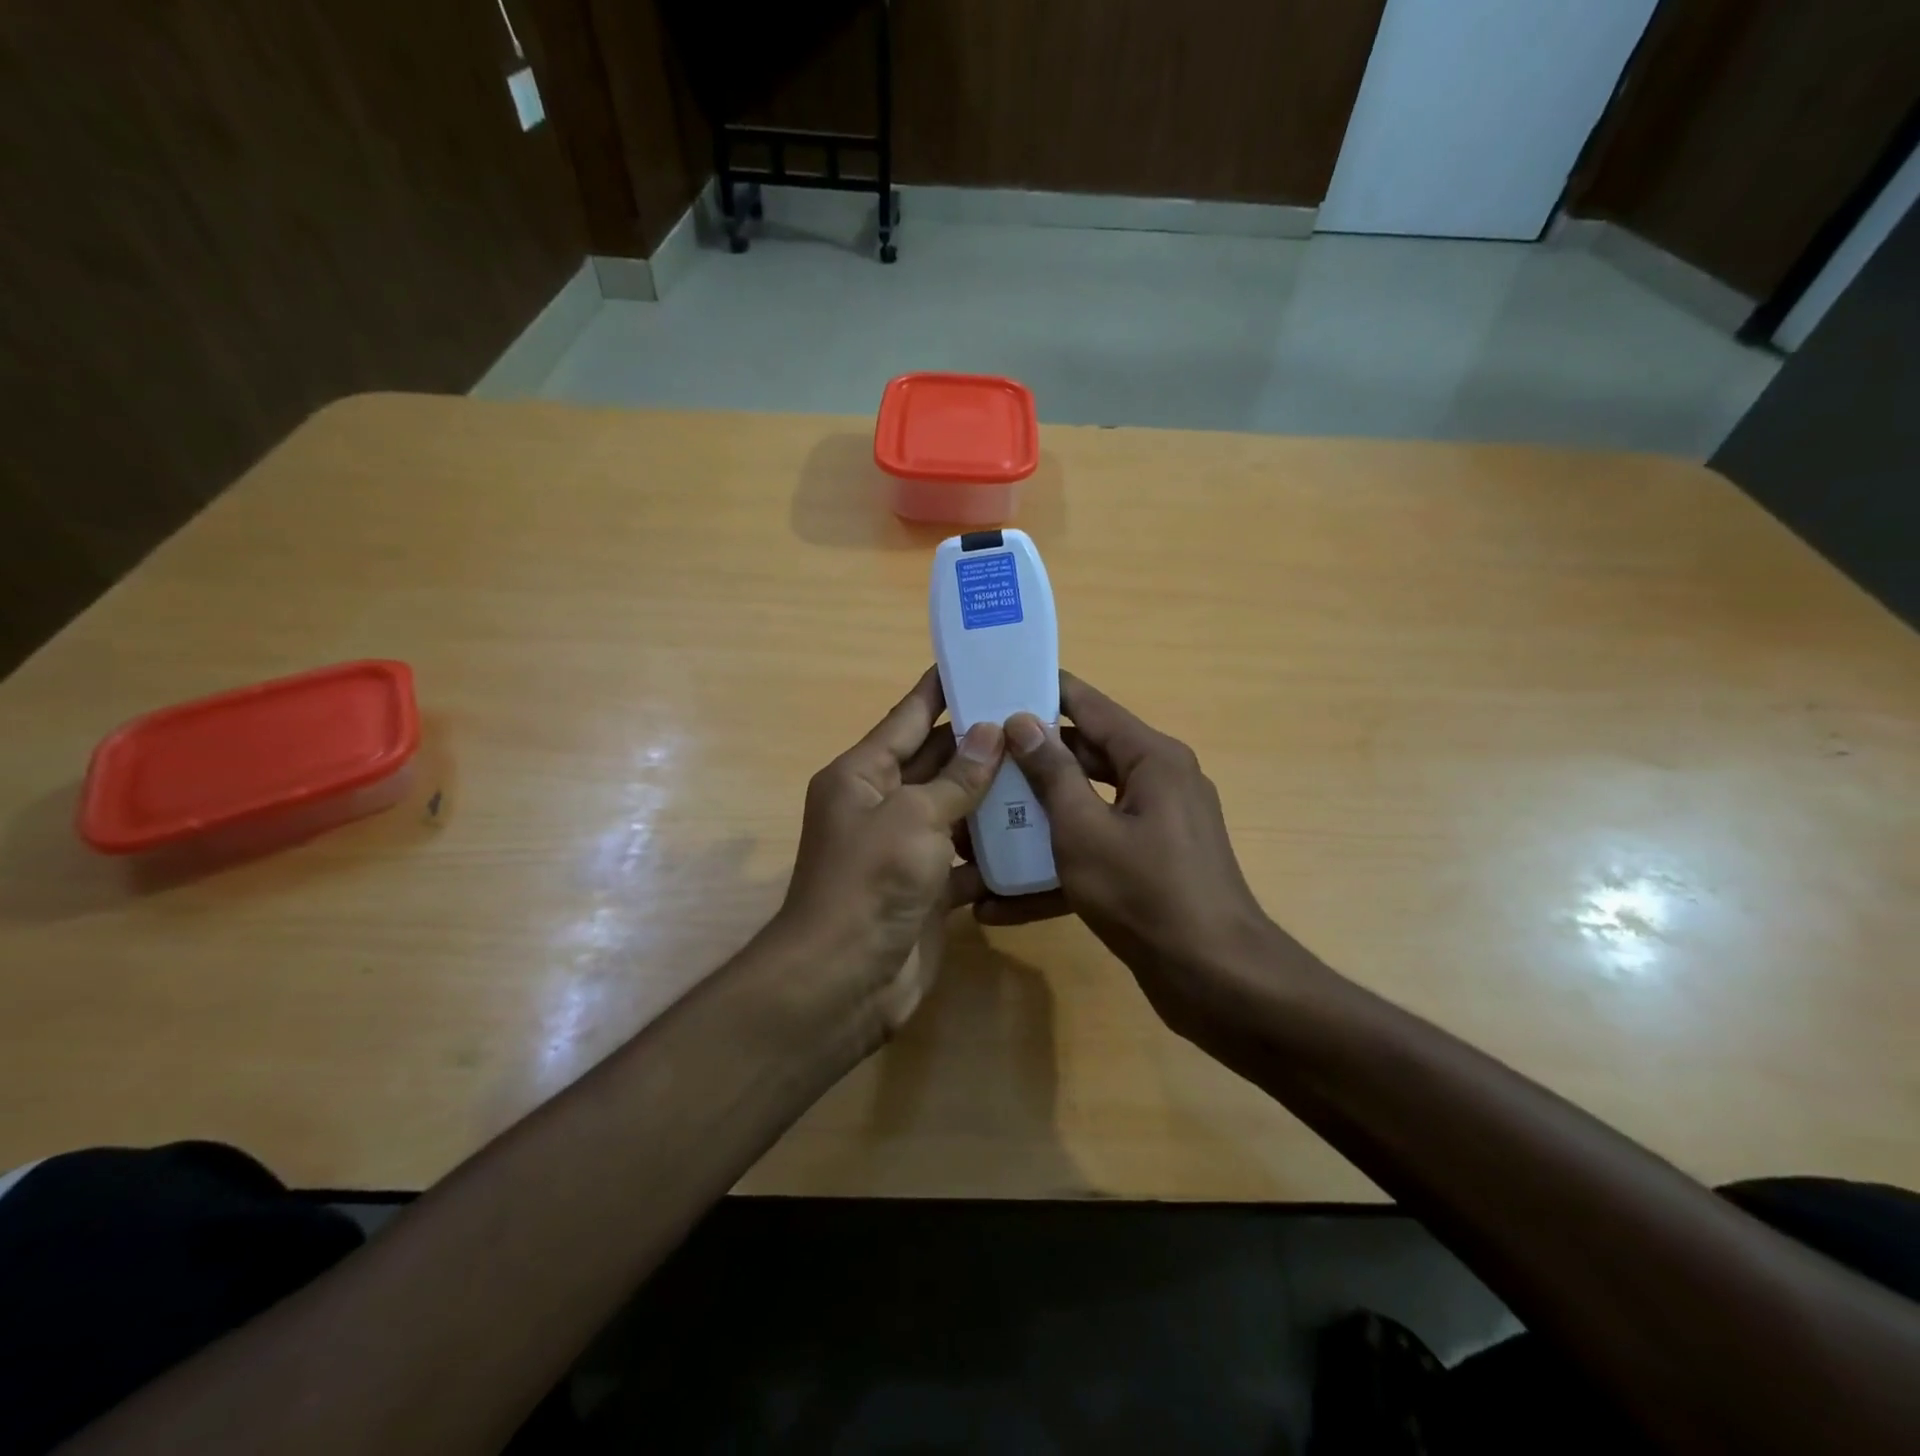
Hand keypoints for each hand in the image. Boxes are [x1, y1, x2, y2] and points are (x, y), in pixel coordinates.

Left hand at [778, 668, 1004, 1034]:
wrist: (844, 980)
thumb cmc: (870, 881)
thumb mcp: (914, 817)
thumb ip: (956, 778)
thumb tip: (991, 733)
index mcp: (862, 775)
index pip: (908, 718)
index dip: (941, 689)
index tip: (979, 662)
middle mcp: (880, 805)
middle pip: (936, 762)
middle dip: (980, 742)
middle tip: (1033, 716)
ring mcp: (904, 849)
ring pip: (955, 810)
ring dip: (993, 795)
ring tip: (1047, 766)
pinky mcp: (927, 888)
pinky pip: (966, 858)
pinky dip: (994, 850)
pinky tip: (1038, 833)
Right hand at [979, 672, 1280, 1030]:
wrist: (1214, 979)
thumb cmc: (1145, 892)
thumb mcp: (1084, 830)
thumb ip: (1052, 773)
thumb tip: (1022, 721)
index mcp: (1151, 758)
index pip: (1089, 706)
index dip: (1043, 692)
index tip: (996, 685)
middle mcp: (1158, 782)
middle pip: (1084, 757)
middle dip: (1030, 762)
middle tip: (976, 757)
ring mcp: (1155, 827)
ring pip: (1085, 808)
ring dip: (1036, 821)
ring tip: (978, 824)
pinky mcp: (1148, 867)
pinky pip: (1096, 852)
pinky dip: (1057, 870)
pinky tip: (1001, 902)